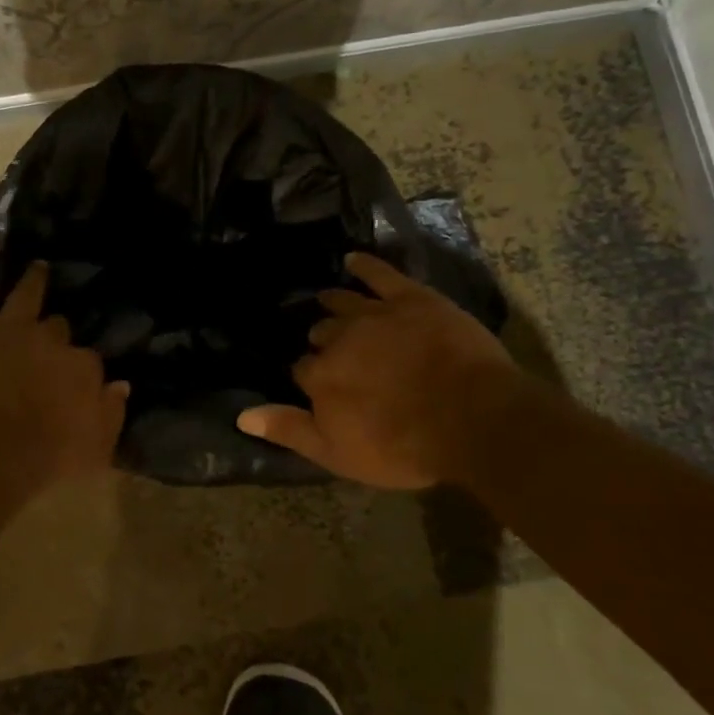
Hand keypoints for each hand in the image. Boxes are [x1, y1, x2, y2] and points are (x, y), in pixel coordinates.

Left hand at [0, 231, 128, 490]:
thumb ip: (112, 415)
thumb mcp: (94, 451)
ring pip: (27, 297)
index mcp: (83, 368)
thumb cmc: (42, 459)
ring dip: (34, 282)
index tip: (76, 380)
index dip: (80, 370)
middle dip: (56, 333)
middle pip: (59, 328)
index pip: (89, 360)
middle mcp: (52, 339)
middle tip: (50, 339)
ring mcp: (12, 327)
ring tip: (39, 268)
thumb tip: (122, 385)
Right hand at [237, 252, 523, 490]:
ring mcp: (375, 314)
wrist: (472, 420)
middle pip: (322, 332)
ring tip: (327, 299)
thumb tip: (241, 415)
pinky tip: (353, 260)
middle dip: (323, 340)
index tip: (318, 384)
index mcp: (320, 375)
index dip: (310, 377)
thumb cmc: (404, 447)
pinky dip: (365, 266)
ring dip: (333, 302)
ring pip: (343, 302)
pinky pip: (380, 275)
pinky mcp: (411, 299)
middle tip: (332, 348)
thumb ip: (289, 430)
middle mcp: (339, 338)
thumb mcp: (339, 454)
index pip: (302, 369)